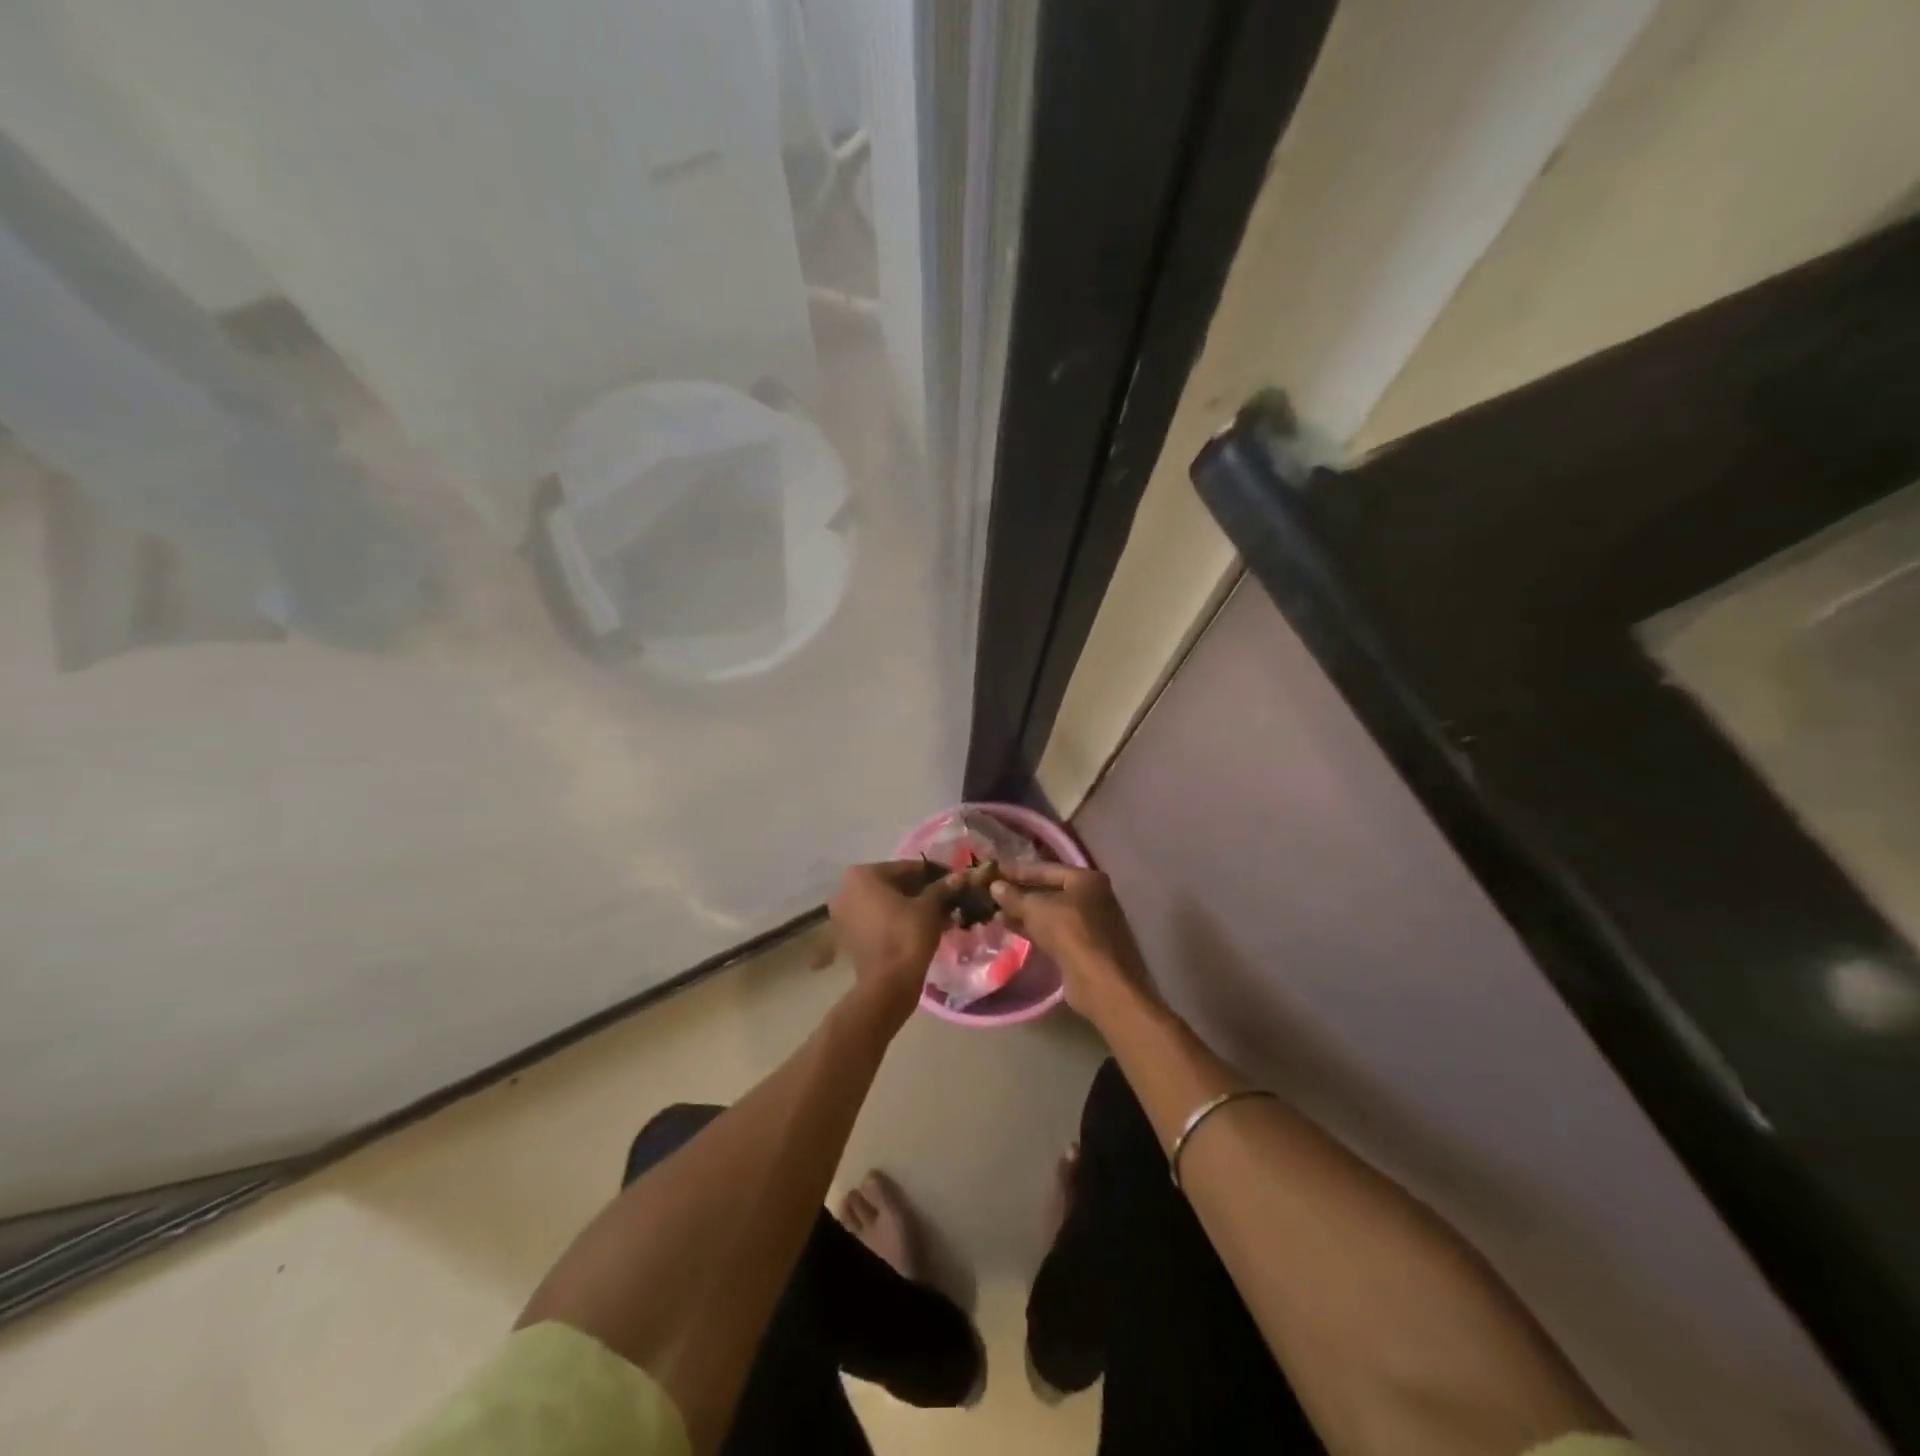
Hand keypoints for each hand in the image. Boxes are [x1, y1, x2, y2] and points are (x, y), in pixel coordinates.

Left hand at [828, 861, 957, 1029]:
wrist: (888, 984)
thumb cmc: (907, 935)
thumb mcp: (930, 907)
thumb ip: (942, 888)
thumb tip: (959, 877)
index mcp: (862, 874)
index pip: (906, 868)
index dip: (933, 874)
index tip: (953, 880)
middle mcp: (846, 889)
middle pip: (894, 884)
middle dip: (921, 891)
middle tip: (948, 898)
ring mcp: (844, 914)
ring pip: (886, 903)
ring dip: (912, 906)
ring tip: (940, 914)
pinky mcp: (849, 935)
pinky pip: (878, 919)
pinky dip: (898, 920)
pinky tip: (923, 926)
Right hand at [990, 864, 1152, 1015]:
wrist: (1102, 983)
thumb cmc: (1071, 934)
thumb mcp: (1037, 909)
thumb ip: (1014, 896)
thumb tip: (995, 886)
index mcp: (1087, 879)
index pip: (1045, 869)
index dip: (1017, 870)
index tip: (992, 871)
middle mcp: (1092, 897)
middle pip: (1049, 890)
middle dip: (1019, 894)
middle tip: (990, 894)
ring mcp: (1090, 924)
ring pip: (1050, 913)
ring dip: (1024, 913)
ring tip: (995, 914)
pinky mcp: (1084, 948)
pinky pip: (1054, 932)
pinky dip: (1034, 929)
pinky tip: (1011, 930)